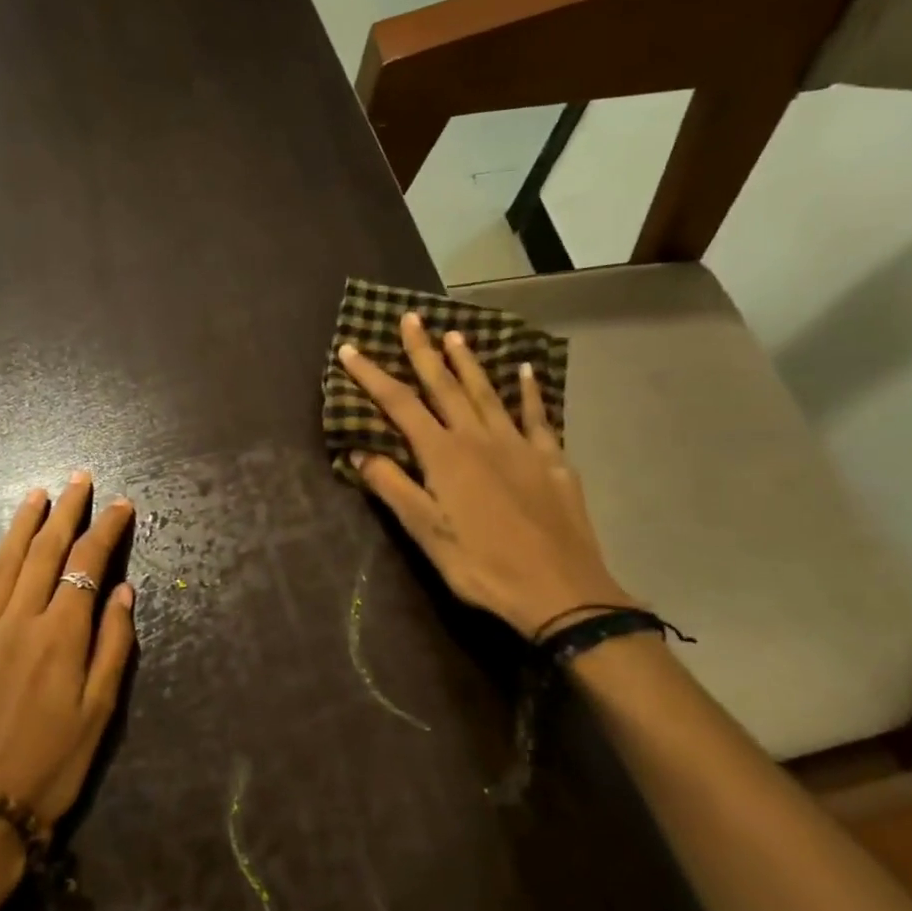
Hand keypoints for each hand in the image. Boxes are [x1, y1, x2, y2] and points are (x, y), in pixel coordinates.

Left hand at [0, 473, 135, 839]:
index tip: (120, 504)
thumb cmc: (51, 767)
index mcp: (62, 635)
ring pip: (5, 563)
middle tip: (79, 479)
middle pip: (46, 553)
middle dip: (67, 511)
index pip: (88, 565)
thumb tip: (123, 589)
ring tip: (38, 493)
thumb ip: (114, 645)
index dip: (106, 530)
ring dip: (23, 524)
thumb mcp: (100, 713)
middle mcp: (21, 620)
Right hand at [337, 313, 632, 638]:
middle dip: (423, 352)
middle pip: (445, 387)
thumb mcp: (427, 534)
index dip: (372, 377)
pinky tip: (525, 372)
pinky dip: (529, 392)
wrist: (561, 591)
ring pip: (488, 393)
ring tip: (455, 334)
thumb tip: (361, 452)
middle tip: (410, 318)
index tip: (350, 349)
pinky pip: (537, 417)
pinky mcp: (552, 461)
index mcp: (445, 456)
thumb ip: (394, 488)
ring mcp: (520, 446)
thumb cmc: (483, 566)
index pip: (400, 406)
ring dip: (468, 363)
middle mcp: (480, 439)